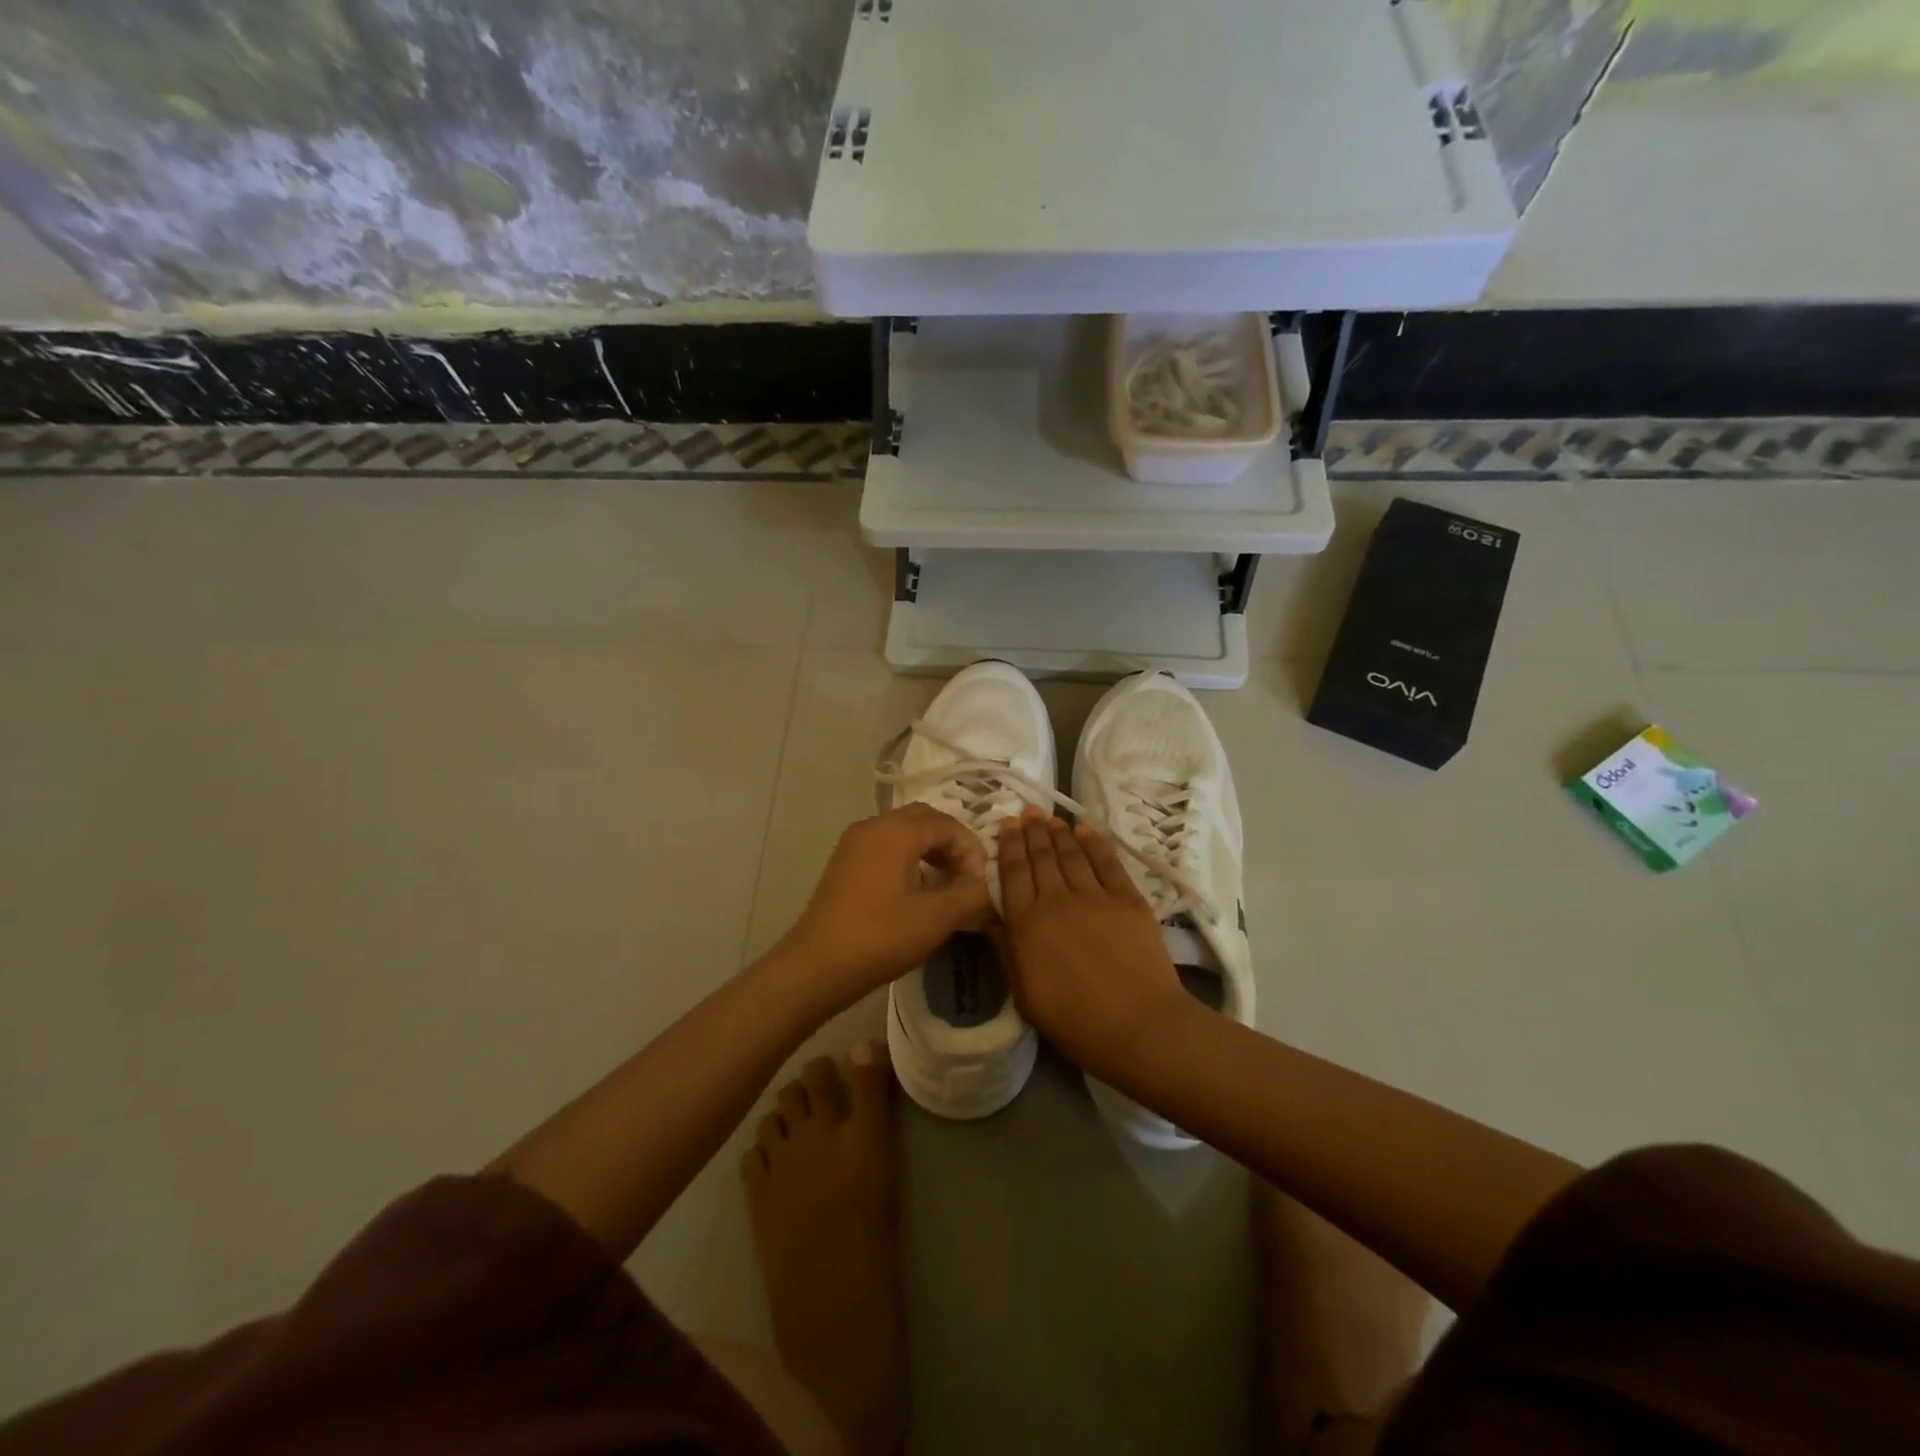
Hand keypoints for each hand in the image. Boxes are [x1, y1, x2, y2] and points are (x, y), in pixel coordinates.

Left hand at [774, 803, 992, 1010]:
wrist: (816, 966)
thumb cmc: (880, 937)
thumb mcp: (936, 918)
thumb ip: (970, 894)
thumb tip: (986, 884)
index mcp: (896, 830)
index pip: (947, 824)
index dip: (972, 849)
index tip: (981, 883)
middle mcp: (873, 826)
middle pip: (924, 820)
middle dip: (952, 844)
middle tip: (968, 877)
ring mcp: (854, 843)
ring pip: (903, 832)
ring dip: (930, 851)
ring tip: (947, 885)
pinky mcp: (844, 863)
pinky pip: (885, 847)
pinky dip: (908, 858)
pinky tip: (916, 891)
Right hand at [992, 806, 1191, 1079]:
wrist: (1139, 1027)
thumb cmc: (1075, 1021)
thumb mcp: (1025, 996)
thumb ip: (1006, 953)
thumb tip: (991, 919)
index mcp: (1027, 925)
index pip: (1013, 873)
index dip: (1008, 845)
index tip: (1006, 824)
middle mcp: (1056, 900)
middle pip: (1040, 857)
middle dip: (1031, 831)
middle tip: (1027, 812)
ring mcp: (1094, 896)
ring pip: (1071, 854)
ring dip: (1059, 832)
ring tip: (1050, 818)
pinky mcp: (1127, 898)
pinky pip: (1107, 861)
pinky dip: (1094, 842)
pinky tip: (1085, 830)